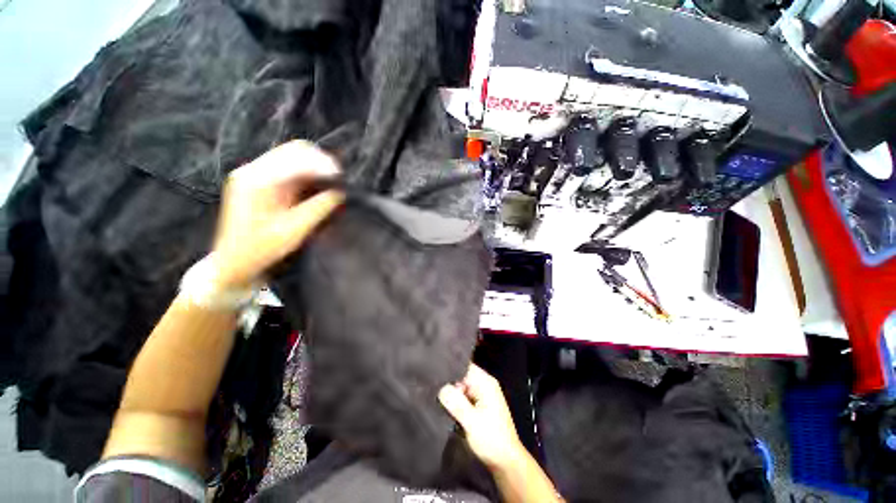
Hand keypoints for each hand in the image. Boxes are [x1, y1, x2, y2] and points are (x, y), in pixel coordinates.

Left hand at [212, 140, 344, 287]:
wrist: (234, 261)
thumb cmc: (262, 249)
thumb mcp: (294, 230)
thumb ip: (318, 208)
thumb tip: (339, 193)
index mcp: (257, 181)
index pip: (295, 158)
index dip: (321, 164)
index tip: (341, 177)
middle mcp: (253, 170)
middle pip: (293, 150)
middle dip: (320, 161)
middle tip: (339, 178)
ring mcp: (254, 174)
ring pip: (291, 156)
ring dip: (314, 165)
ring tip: (332, 181)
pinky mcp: (258, 181)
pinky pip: (287, 167)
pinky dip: (306, 172)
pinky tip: (317, 184)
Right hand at [438, 364, 525, 469]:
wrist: (506, 462)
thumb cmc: (491, 440)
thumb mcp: (471, 422)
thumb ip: (456, 403)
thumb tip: (441, 388)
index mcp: (486, 383)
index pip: (464, 367)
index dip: (450, 370)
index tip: (434, 375)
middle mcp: (485, 385)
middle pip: (462, 377)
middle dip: (449, 384)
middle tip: (433, 390)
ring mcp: (483, 396)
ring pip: (462, 388)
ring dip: (452, 394)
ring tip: (437, 399)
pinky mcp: (480, 406)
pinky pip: (465, 398)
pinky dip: (457, 402)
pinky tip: (446, 408)